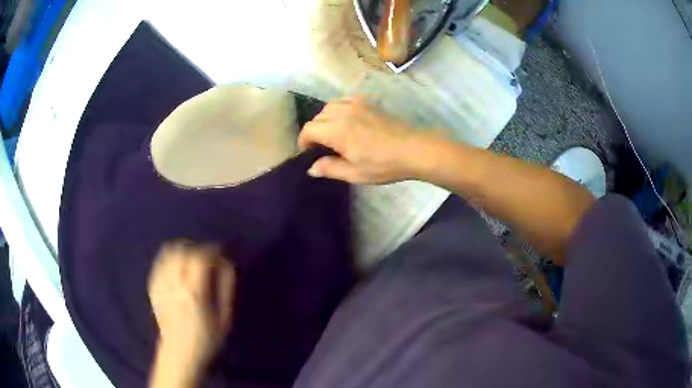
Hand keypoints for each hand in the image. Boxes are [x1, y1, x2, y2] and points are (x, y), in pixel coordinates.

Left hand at [148, 241, 235, 385]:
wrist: (179, 353)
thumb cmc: (206, 339)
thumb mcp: (224, 318)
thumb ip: (226, 289)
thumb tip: (227, 265)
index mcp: (194, 293)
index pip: (200, 259)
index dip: (212, 252)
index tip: (220, 255)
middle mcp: (174, 285)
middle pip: (183, 252)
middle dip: (197, 250)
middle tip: (207, 258)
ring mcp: (161, 286)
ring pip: (168, 254)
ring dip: (183, 251)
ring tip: (192, 259)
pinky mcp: (153, 288)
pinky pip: (159, 263)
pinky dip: (170, 259)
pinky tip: (178, 267)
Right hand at [298, 96, 424, 183]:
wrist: (413, 149)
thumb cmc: (383, 165)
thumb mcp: (355, 173)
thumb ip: (330, 169)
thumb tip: (311, 168)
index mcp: (337, 130)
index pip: (308, 129)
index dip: (303, 141)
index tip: (308, 153)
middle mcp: (343, 112)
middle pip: (318, 117)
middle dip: (314, 131)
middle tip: (321, 147)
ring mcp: (356, 104)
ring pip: (329, 106)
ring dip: (325, 119)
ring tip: (332, 133)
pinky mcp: (368, 102)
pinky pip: (344, 100)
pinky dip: (338, 108)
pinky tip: (346, 119)